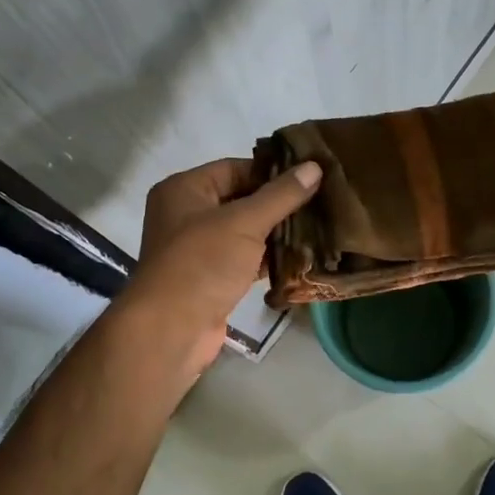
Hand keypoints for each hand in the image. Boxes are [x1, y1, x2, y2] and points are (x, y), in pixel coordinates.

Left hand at [116, 156, 323, 375]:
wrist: (172, 328)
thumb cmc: (203, 263)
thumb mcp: (245, 222)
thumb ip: (281, 195)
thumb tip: (315, 166)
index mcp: (184, 190)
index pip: (234, 168)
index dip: (271, 172)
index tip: (310, 176)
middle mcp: (187, 215)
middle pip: (240, 200)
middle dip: (279, 204)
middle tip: (321, 201)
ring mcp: (198, 250)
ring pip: (245, 233)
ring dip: (277, 233)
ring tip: (319, 227)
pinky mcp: (211, 279)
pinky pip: (244, 260)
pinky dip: (268, 259)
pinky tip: (301, 258)